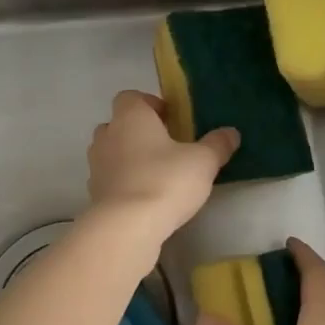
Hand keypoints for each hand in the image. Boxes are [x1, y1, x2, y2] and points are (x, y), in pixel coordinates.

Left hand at [86, 91, 237, 245]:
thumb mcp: (202, 161)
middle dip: (139, 132)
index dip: (150, 104)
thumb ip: (217, 144)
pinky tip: (144, 198)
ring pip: (111, 152)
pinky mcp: (93, 193)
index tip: (171, 119)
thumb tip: (231, 132)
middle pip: (119, 124)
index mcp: (130, 117)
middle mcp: (107, 135)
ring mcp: (95, 165)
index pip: (131, 97)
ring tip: (156, 174)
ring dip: (129, 158)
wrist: (126, 227)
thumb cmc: (165, 181)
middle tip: (166, 147)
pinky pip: (109, 179)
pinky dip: (123, 183)